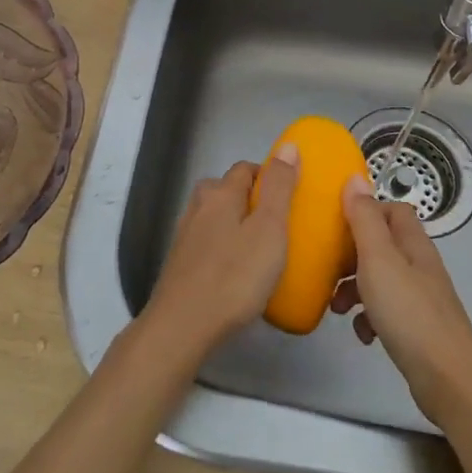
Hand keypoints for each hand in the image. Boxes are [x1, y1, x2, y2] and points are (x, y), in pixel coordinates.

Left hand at [142, 147, 298, 356]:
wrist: (183, 326)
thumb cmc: (235, 276)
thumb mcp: (269, 229)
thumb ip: (279, 187)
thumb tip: (288, 146)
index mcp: (220, 194)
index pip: (245, 168)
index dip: (269, 176)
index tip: (291, 196)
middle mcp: (198, 207)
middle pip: (226, 190)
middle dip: (251, 199)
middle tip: (278, 224)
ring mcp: (185, 236)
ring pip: (216, 217)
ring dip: (237, 224)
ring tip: (261, 249)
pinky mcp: (180, 264)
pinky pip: (209, 243)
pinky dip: (224, 247)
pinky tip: (237, 272)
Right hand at [332, 175, 471, 426]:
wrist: (448, 380)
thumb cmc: (409, 313)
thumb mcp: (379, 260)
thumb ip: (364, 219)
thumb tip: (354, 178)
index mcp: (413, 243)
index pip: (392, 209)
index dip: (364, 212)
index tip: (335, 226)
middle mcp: (419, 265)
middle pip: (382, 244)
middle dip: (351, 255)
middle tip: (328, 270)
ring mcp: (420, 297)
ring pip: (380, 278)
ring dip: (354, 288)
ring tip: (336, 308)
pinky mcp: (417, 327)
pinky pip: (386, 310)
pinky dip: (369, 317)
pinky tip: (363, 335)